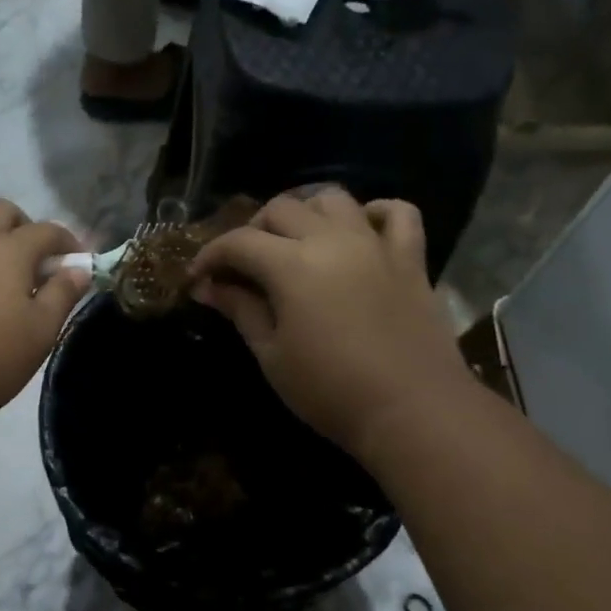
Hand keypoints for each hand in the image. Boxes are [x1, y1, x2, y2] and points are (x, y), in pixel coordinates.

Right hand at [188, 189, 472, 459]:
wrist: (413, 411)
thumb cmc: (330, 390)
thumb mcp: (272, 355)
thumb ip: (241, 310)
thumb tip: (208, 286)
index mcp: (291, 265)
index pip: (238, 242)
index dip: (210, 255)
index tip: (197, 278)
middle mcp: (332, 240)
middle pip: (281, 209)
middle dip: (252, 231)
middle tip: (242, 266)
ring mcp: (375, 245)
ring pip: (334, 200)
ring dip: (306, 213)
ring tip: (295, 243)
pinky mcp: (411, 259)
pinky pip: (398, 214)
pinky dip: (375, 214)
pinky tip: (361, 231)